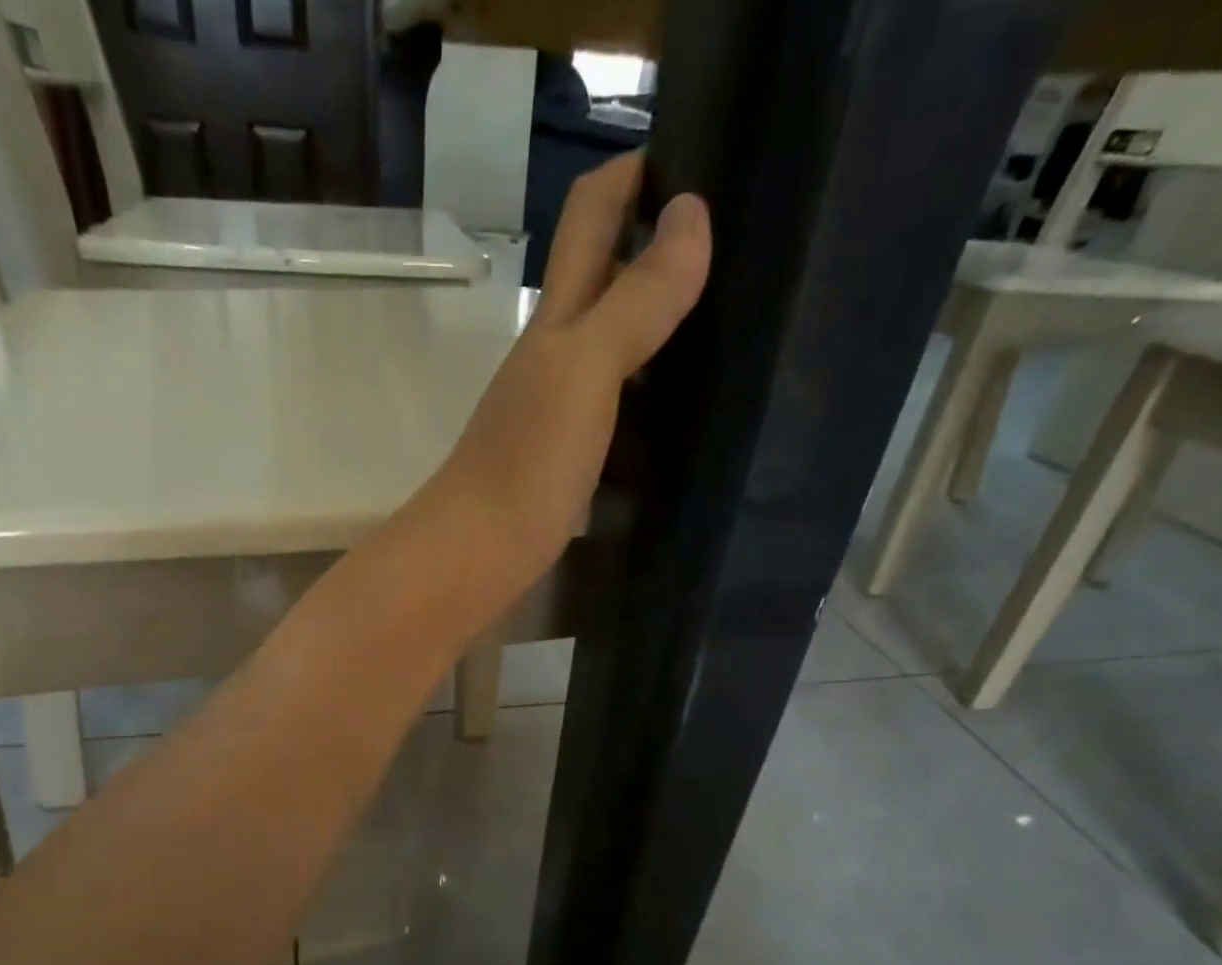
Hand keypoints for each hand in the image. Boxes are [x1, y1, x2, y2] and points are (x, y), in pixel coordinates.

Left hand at [430, 152, 710, 588]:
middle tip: (743, 237)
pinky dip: (654, 393)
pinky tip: (691, 403)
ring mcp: (561, 410)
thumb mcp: (584, 370)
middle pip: (605, 276)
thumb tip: (691, 210)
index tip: (704, 151)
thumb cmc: (526, 461)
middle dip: (660, 241)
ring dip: (662, 322)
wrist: (479, 555)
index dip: (635, 170)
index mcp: (557, 319)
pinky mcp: (571, 459)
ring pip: (615, 345)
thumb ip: (635, 299)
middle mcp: (556, 355)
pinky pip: (620, 408)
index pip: (591, 214)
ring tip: (736, 316)